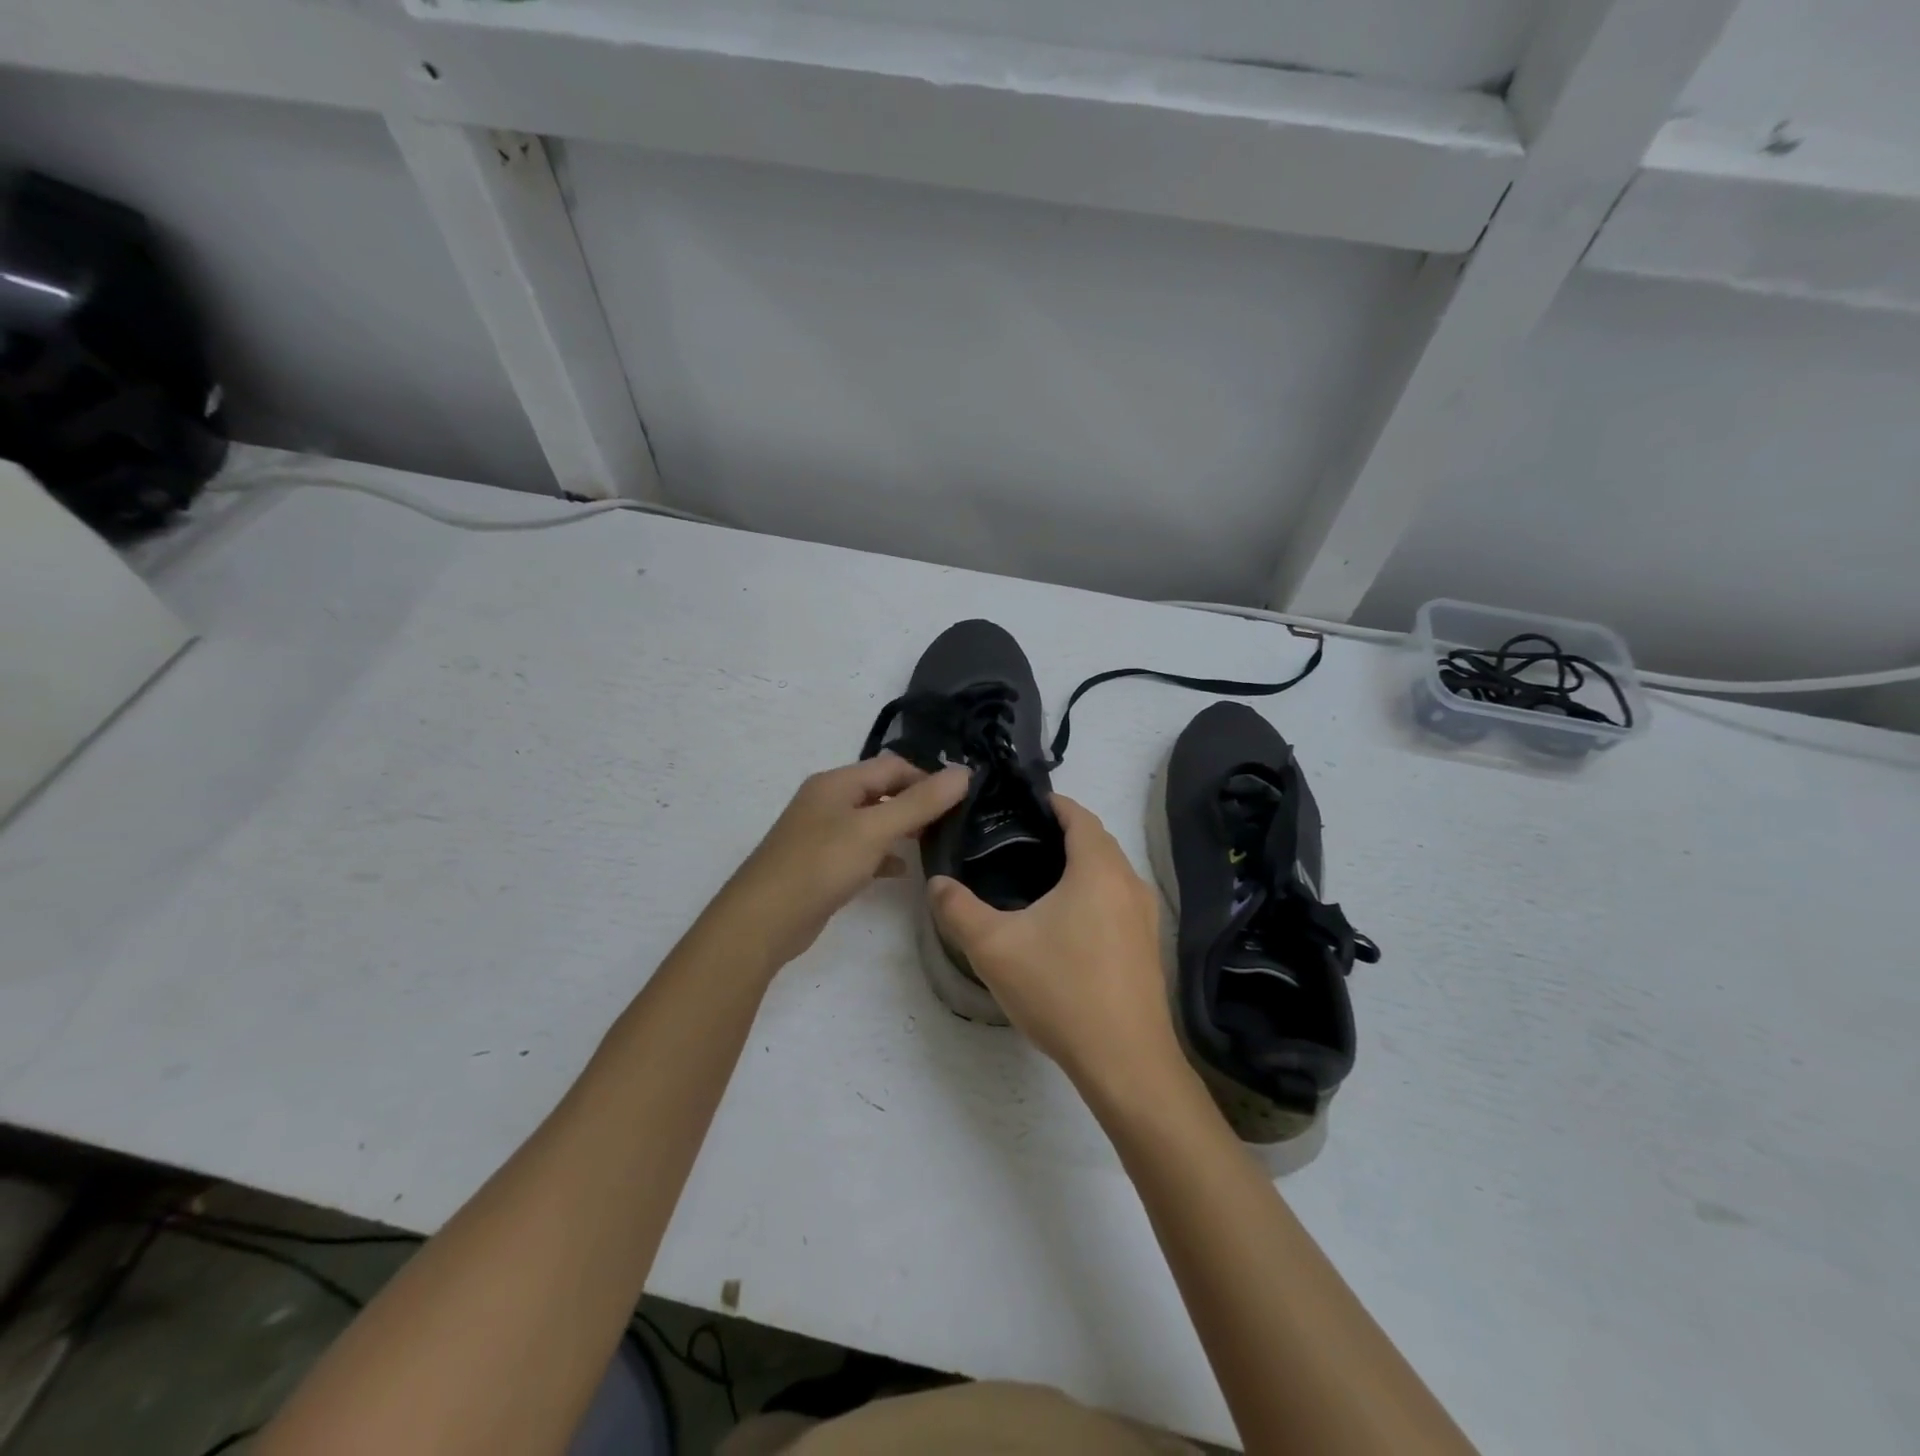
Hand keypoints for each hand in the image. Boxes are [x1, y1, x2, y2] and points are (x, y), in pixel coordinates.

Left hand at [718, 755, 969, 968]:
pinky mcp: (821, 864)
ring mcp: (822, 833)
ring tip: (935, 843)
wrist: (763, 921)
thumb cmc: (820, 865)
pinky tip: (902, 872)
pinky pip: (860, 850)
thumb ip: (921, 802)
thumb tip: (964, 772)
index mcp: (837, 782)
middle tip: (953, 823)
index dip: (927, 777)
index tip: (960, 801)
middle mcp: (828, 801)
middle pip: (882, 791)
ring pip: (872, 822)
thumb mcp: (875, 830)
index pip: (893, 766)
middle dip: (916, 803)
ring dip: (902, 829)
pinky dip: (883, 856)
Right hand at [927, 796, 1182, 1095]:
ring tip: (1035, 877)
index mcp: (1098, 869)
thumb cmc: (1062, 991)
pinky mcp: (1148, 945)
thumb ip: (958, 909)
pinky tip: (1065, 922)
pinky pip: (1117, 899)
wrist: (1126, 1062)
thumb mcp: (995, 948)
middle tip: (1016, 840)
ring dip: (1079, 863)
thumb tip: (936, 883)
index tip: (1018, 805)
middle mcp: (1129, 882)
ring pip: (1109, 871)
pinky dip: (1093, 892)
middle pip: (1096, 839)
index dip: (1050, 803)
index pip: (1078, 814)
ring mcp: (1145, 916)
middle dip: (1061, 831)